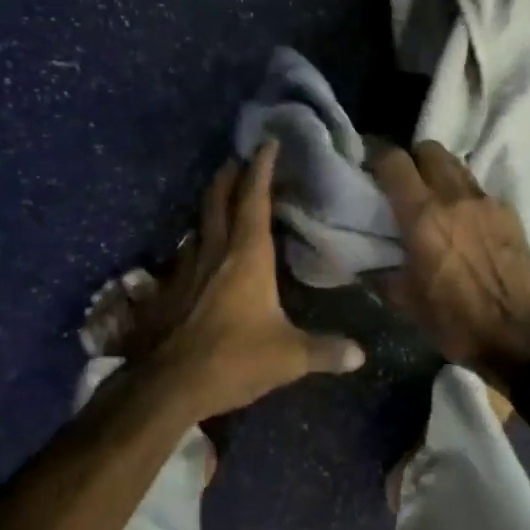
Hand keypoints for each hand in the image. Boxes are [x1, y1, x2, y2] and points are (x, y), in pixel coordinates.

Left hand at [136, 142, 365, 421]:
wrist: (169, 386)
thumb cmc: (234, 359)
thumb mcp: (289, 357)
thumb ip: (325, 351)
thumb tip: (361, 355)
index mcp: (248, 255)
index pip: (255, 199)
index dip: (262, 169)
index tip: (267, 144)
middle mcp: (215, 251)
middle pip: (218, 200)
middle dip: (229, 176)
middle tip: (238, 160)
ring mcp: (187, 268)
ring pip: (198, 223)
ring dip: (210, 206)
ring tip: (221, 200)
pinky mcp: (168, 289)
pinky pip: (185, 253)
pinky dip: (196, 242)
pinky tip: (198, 253)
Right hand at [369, 141, 529, 390]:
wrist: (522, 336)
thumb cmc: (457, 322)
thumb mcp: (406, 303)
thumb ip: (381, 273)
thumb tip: (364, 263)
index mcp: (422, 217)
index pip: (394, 161)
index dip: (378, 158)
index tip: (371, 170)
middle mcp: (453, 197)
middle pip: (429, 149)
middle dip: (413, 159)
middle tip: (405, 183)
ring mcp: (486, 201)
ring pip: (456, 165)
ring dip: (440, 174)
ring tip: (435, 199)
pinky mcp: (509, 212)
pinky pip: (479, 190)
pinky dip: (466, 197)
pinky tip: (466, 223)